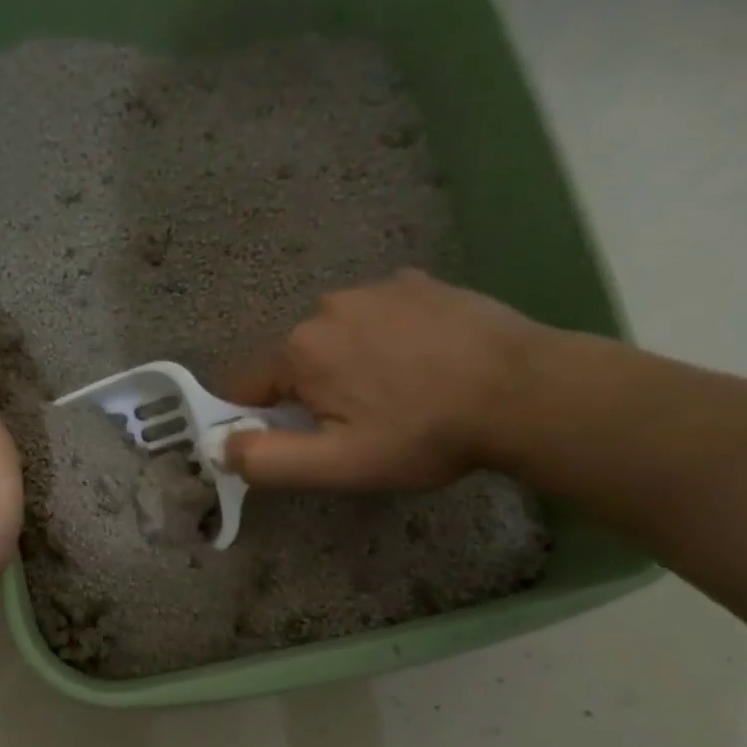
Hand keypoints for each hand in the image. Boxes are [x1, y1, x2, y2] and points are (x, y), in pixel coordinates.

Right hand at [221, 268, 546, 491]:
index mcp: (300, 349)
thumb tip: (220, 448)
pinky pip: (377, 317)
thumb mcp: (339, 465)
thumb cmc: (424, 434)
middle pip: (292, 361)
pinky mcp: (417, 281)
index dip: (257, 419)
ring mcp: (376, 287)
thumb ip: (269, 460)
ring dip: (346, 365)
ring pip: (334, 337)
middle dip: (307, 394)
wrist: (526, 390)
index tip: (294, 442)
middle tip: (356, 427)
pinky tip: (422, 365)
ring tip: (396, 395)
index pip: (244, 385)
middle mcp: (327, 306)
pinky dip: (383, 340)